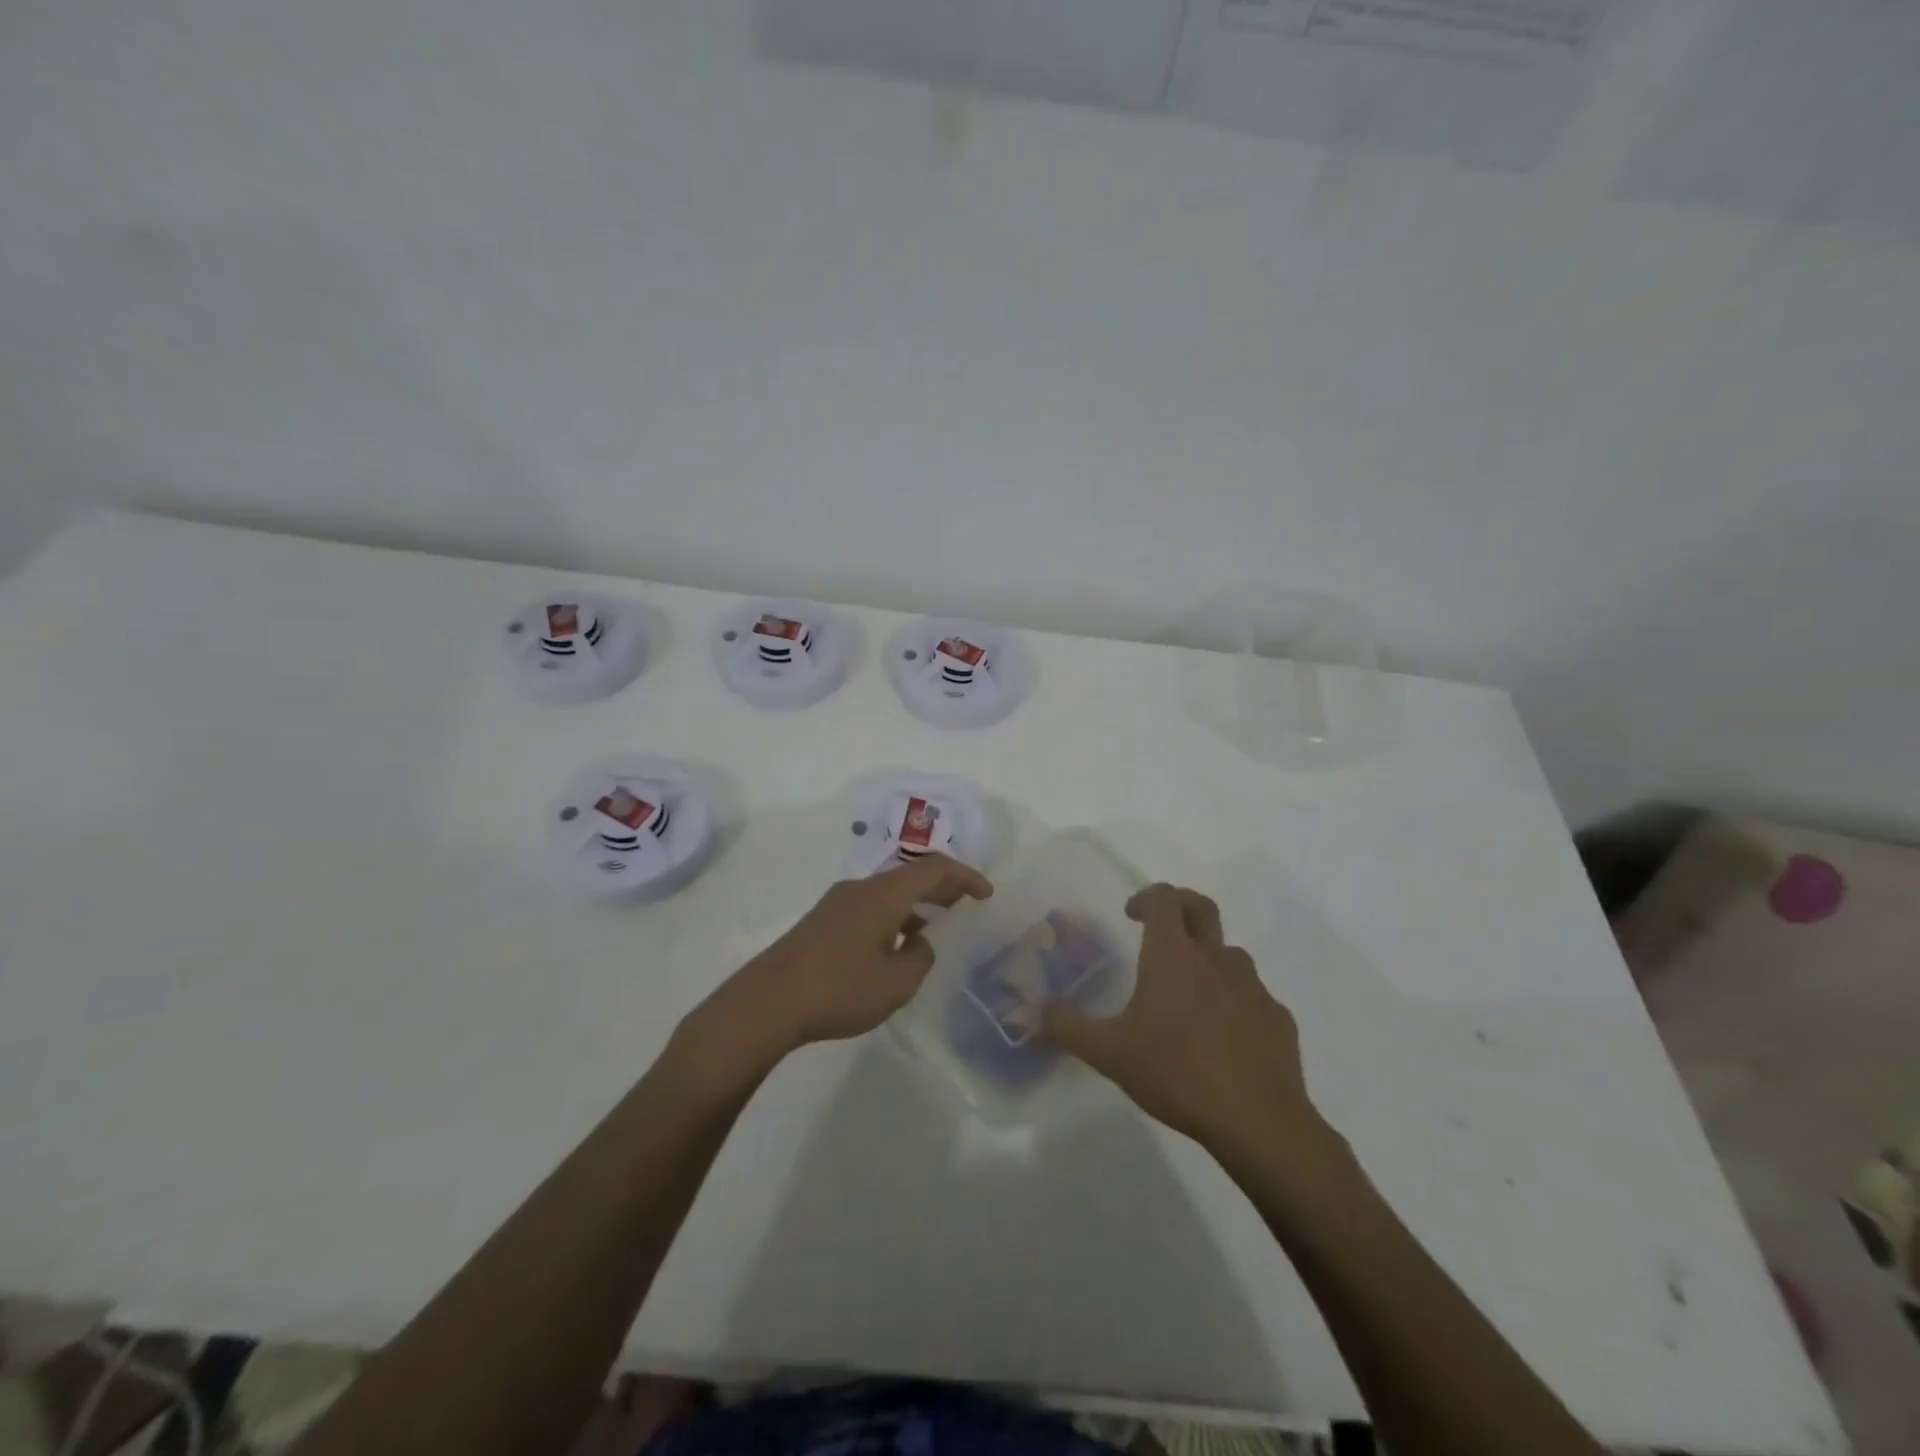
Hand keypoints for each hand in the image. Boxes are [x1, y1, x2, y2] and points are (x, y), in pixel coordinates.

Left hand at [716, 853, 993, 1055]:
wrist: (767, 1002)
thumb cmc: (839, 989)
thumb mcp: (896, 983)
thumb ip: (920, 957)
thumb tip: (917, 940)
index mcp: (883, 894)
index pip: (934, 868)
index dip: (965, 876)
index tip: (986, 893)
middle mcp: (860, 888)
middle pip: (909, 875)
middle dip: (942, 886)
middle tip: (965, 903)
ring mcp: (837, 903)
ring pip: (888, 891)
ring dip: (915, 903)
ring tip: (934, 926)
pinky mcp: (821, 921)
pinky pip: (869, 906)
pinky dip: (893, 916)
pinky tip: (894, 946)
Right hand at [1043, 884, 1321, 1156]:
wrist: (1258, 1121)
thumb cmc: (1176, 1073)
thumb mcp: (1109, 1054)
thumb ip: (1068, 1027)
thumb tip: (1036, 1012)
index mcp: (1173, 955)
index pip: (1163, 898)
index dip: (1146, 897)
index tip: (1131, 914)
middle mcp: (1215, 958)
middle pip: (1202, 907)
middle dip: (1179, 906)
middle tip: (1160, 927)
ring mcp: (1252, 986)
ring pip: (1228, 953)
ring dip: (1207, 957)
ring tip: (1188, 992)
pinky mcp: (1277, 1017)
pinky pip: (1252, 995)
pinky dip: (1234, 1000)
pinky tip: (1222, 1035)